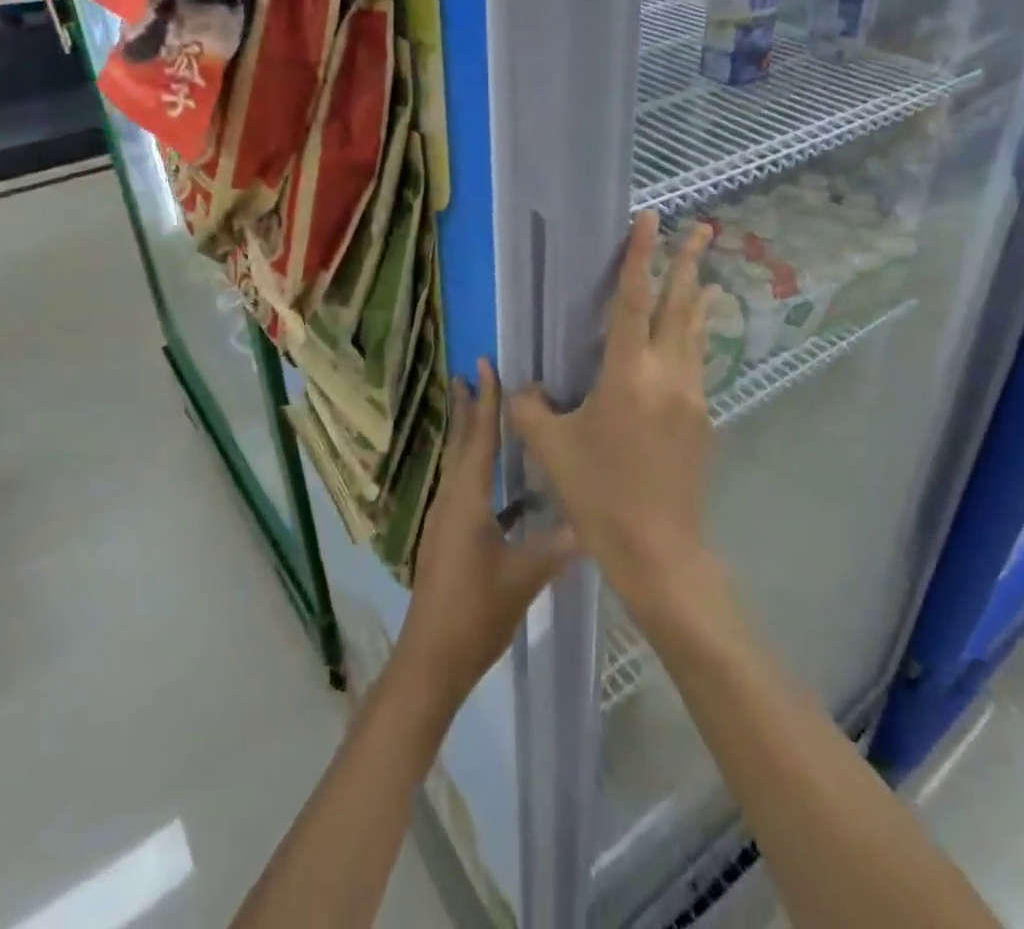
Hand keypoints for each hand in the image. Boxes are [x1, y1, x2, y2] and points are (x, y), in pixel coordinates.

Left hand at [396, 360, 576, 706]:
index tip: (483, 365)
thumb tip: (592, 519)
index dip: (485, 401)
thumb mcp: (523, 578)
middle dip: (468, 406)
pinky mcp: (446, 536)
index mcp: (467, 501)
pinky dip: (473, 463)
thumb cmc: (475, 613)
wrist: (430, 660)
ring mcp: (445, 519)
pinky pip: (460, 484)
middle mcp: (450, 500)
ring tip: (478, 405)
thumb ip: (557, 546)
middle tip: (472, 371)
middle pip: (461, 442)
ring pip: (458, 462)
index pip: (479, 439)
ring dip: (468, 430)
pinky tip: (494, 475)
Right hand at [511, 211, 720, 618]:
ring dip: (697, 299)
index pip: (633, 299)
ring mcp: (692, 396)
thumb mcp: (550, 449)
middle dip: (689, 262)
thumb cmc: (598, 495)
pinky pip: (697, 364)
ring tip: (705, 275)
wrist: (659, 550)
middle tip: (703, 228)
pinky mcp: (702, 419)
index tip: (650, 218)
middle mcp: (668, 374)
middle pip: (680, 305)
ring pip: (695, 334)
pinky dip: (695, 339)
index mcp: (628, 373)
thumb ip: (529, 408)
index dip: (639, 255)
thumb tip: (521, 387)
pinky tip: (691, 340)